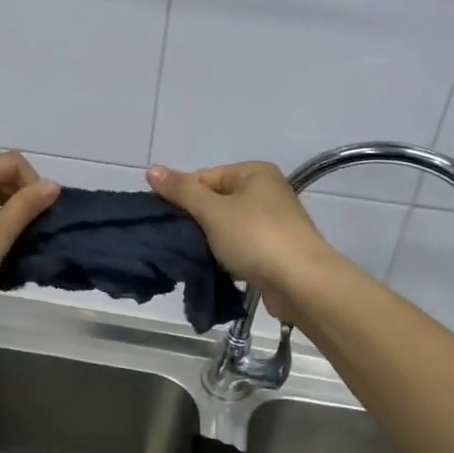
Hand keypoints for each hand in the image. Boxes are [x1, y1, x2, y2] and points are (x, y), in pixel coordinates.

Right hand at [146, 161, 342, 319]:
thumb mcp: (212, 211)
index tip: (168, 222)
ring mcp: (272, 222)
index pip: (203, 178)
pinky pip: (240, 248)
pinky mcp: (274, 250)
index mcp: (253, 173)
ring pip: (226, 227)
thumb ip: (181, 191)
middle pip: (214, 201)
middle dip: (195, 222)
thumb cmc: (255, 237)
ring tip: (195, 257)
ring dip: (209, 242)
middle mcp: (265, 191)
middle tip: (178, 241)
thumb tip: (151, 170)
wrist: (302, 283)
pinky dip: (226, 257)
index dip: (182, 198)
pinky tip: (215, 270)